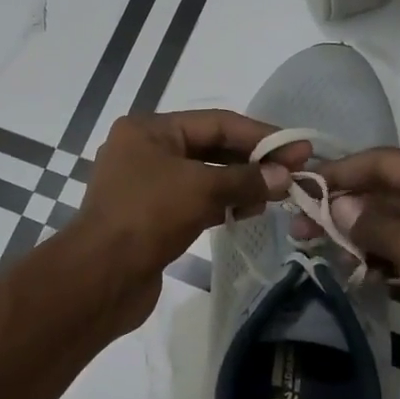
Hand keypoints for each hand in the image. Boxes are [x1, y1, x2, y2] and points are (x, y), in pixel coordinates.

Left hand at [74, 111, 305, 319]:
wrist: (101, 276)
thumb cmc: (148, 216)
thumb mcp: (201, 188)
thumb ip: (246, 179)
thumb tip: (284, 175)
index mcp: (148, 130)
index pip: (215, 122)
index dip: (260, 135)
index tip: (298, 149)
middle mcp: (143, 151)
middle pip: (208, 148)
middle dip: (251, 160)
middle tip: (293, 174)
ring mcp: (144, 186)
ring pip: (202, 177)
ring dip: (239, 185)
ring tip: (276, 196)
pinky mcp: (149, 218)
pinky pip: (192, 202)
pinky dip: (220, 205)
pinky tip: (247, 213)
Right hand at [308, 149, 399, 358]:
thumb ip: (372, 224)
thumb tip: (338, 206)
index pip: (385, 162)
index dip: (341, 172)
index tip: (302, 186)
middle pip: (389, 194)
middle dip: (345, 209)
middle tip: (301, 227)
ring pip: (398, 226)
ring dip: (360, 237)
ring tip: (319, 251)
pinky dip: (383, 260)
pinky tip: (355, 273)